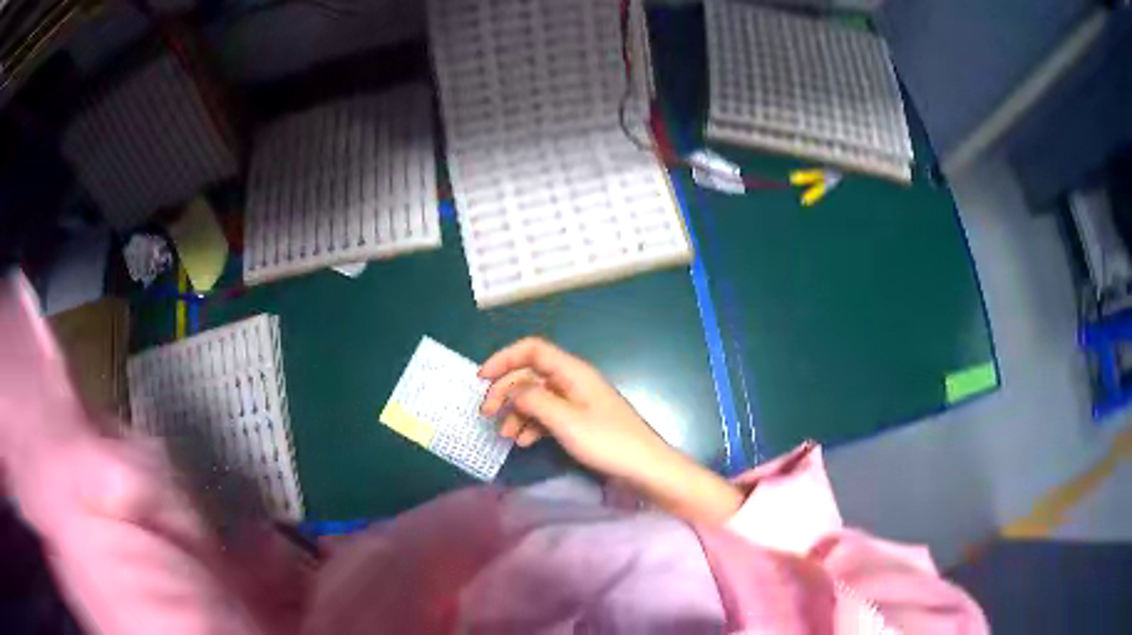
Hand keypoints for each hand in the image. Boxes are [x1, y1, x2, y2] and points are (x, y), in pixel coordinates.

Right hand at [479, 338, 742, 522]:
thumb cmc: (608, 442)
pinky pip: (548, 415)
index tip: (481, 379)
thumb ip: (533, 400)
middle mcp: (573, 381)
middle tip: (487, 414)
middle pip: (531, 375)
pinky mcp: (581, 422)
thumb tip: (510, 389)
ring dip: (517, 412)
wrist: (645, 469)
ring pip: (537, 397)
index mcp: (572, 372)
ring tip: (505, 434)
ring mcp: (578, 402)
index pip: (532, 350)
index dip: (504, 358)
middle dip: (505, 391)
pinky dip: (532, 425)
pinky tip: (524, 441)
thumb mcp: (565, 421)